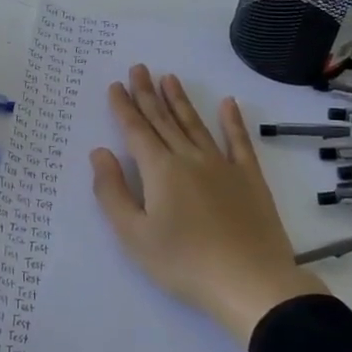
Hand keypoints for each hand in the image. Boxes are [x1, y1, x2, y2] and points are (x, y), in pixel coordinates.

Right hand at [89, 64, 328, 344]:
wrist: (252, 284)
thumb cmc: (184, 263)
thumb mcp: (134, 235)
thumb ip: (112, 192)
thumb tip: (100, 152)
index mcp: (159, 170)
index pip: (136, 130)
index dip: (124, 107)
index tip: (115, 85)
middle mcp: (189, 158)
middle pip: (164, 120)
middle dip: (148, 94)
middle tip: (138, 68)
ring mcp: (223, 166)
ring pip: (196, 125)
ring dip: (181, 100)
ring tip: (170, 77)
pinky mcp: (250, 180)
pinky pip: (239, 142)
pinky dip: (233, 121)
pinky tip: (228, 104)